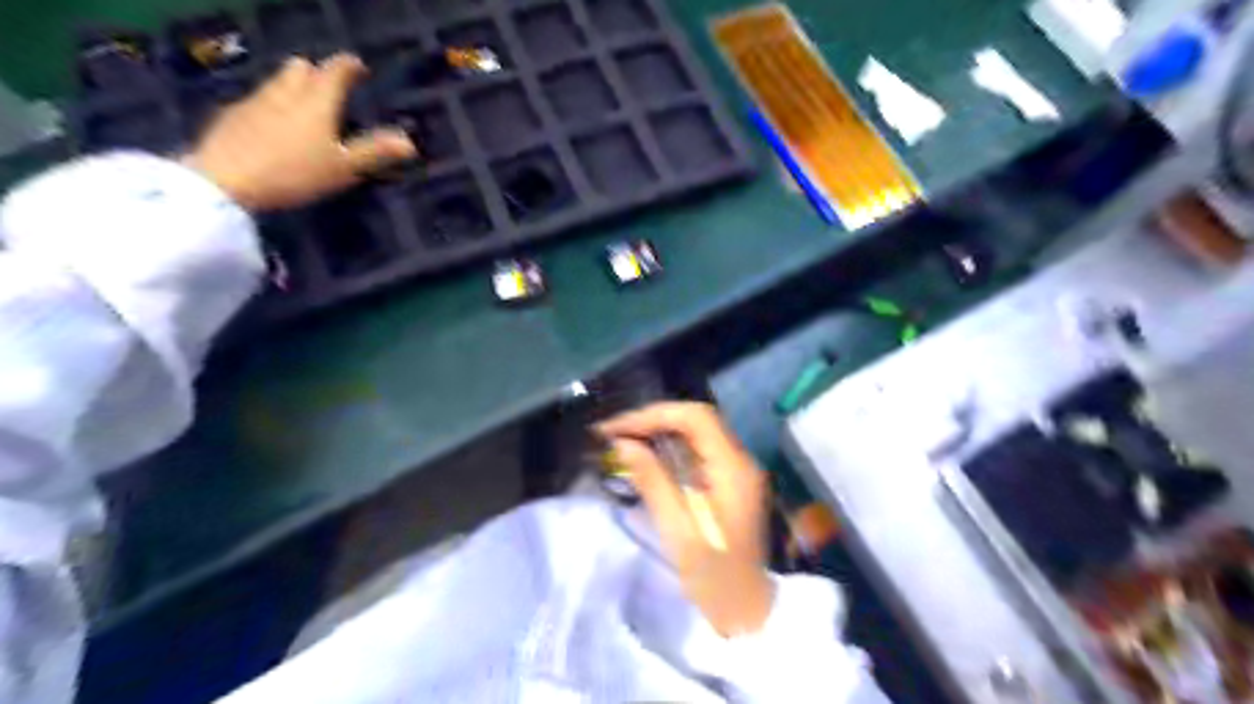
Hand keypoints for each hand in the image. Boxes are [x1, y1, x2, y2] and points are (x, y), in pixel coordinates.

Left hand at [181, 52, 414, 207]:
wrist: (225, 181)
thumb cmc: (294, 173)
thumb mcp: (343, 167)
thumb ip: (374, 152)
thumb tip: (410, 142)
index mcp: (316, 101)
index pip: (335, 71)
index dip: (349, 66)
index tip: (359, 67)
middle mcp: (285, 93)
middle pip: (300, 69)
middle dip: (316, 73)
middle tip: (329, 88)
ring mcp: (254, 102)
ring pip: (277, 82)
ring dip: (293, 87)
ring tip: (304, 107)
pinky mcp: (232, 117)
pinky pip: (257, 101)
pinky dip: (272, 106)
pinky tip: (274, 126)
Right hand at [597, 401, 774, 638]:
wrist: (746, 609)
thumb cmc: (714, 576)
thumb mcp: (678, 530)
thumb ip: (652, 481)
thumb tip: (623, 444)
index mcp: (733, 468)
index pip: (696, 418)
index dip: (654, 415)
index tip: (618, 428)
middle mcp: (739, 460)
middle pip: (696, 420)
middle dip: (653, 420)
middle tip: (613, 432)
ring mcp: (736, 469)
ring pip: (695, 433)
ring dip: (658, 431)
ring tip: (621, 440)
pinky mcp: (727, 481)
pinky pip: (696, 451)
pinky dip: (668, 447)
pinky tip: (644, 456)